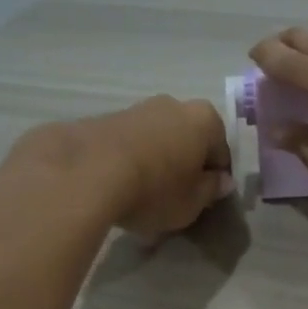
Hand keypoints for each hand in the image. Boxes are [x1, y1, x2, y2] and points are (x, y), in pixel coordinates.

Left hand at [5, 96, 231, 235]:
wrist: (86, 173)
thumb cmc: (155, 190)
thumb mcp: (192, 203)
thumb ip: (210, 190)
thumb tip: (220, 181)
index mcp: (205, 120)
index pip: (221, 152)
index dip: (215, 178)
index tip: (204, 199)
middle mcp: (173, 105)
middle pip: (187, 139)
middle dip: (184, 164)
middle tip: (175, 196)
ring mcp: (136, 108)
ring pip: (156, 138)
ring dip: (156, 161)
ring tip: (142, 194)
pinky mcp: (104, 118)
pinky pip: (128, 143)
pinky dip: (129, 160)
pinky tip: (119, 186)